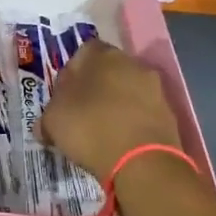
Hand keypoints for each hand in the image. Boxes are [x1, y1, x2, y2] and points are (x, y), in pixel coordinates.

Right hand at [38, 39, 184, 183]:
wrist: (142, 162)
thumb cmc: (90, 128)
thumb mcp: (53, 121)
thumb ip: (48, 115)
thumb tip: (46, 124)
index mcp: (101, 55)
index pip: (82, 53)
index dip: (71, 73)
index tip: (63, 96)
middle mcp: (131, 63)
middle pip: (108, 71)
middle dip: (95, 88)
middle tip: (80, 113)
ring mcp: (154, 88)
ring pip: (127, 91)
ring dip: (116, 105)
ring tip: (101, 132)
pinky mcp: (169, 114)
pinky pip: (142, 112)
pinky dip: (131, 122)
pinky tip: (120, 142)